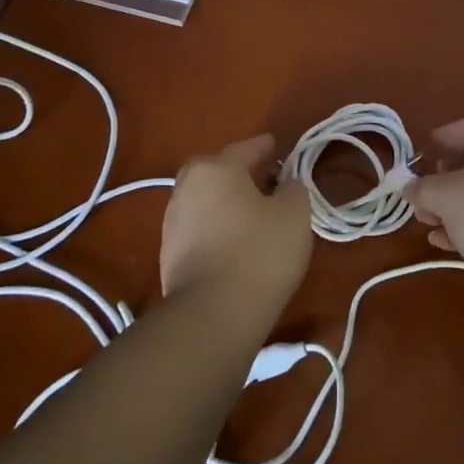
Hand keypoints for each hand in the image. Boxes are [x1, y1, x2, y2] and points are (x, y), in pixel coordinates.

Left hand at [160, 135, 311, 312]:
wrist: (212, 316)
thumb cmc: (259, 252)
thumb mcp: (294, 214)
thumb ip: (294, 189)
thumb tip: (287, 184)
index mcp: (216, 168)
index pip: (248, 148)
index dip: (270, 148)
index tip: (283, 151)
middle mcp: (187, 186)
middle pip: (219, 170)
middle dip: (242, 173)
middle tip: (267, 183)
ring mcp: (172, 222)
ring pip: (207, 200)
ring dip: (228, 203)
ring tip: (255, 216)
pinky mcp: (169, 255)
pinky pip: (200, 228)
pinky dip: (218, 228)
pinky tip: (236, 243)